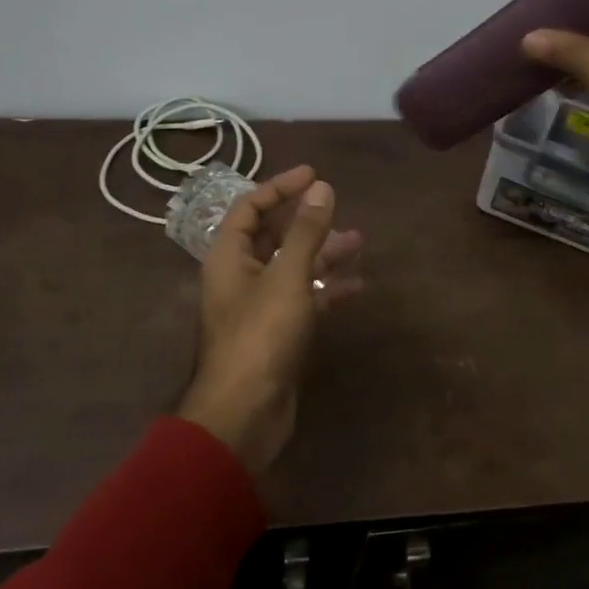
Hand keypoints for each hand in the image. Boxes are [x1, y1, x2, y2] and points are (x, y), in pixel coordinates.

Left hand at [177, 166, 364, 474]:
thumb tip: (321, 187)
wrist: (244, 413)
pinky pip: (304, 299)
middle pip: (273, 236)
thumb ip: (305, 232)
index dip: (280, 187)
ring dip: (323, 253)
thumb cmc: (260, 336)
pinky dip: (327, 289)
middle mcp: (240, 276)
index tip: (314, 174)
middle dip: (307, 221)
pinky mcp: (277, 333)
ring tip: (359, 242)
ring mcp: (259, 306)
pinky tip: (357, 287)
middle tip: (339, 208)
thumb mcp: (287, 277)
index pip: (250, 207)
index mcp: (229, 256)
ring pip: (293, 268)